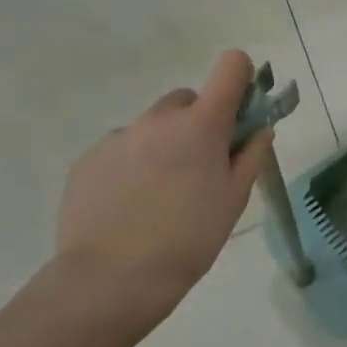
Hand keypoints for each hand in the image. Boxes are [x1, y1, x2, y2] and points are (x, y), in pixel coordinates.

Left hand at [54, 50, 270, 328]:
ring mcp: (119, 137)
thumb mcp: (235, 197)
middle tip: (200, 164)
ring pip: (152, 127)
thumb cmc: (191, 237)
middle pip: (187, 99)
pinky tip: (131, 204)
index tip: (241, 107)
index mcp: (202, 124)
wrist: (112, 279)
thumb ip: (251, 154)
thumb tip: (258, 130)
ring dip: (163, 144)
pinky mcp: (87, 160)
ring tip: (160, 192)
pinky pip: (121, 149)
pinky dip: (131, 165)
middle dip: (198, 121)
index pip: (231, 67)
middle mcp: (159, 119)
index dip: (241, 77)